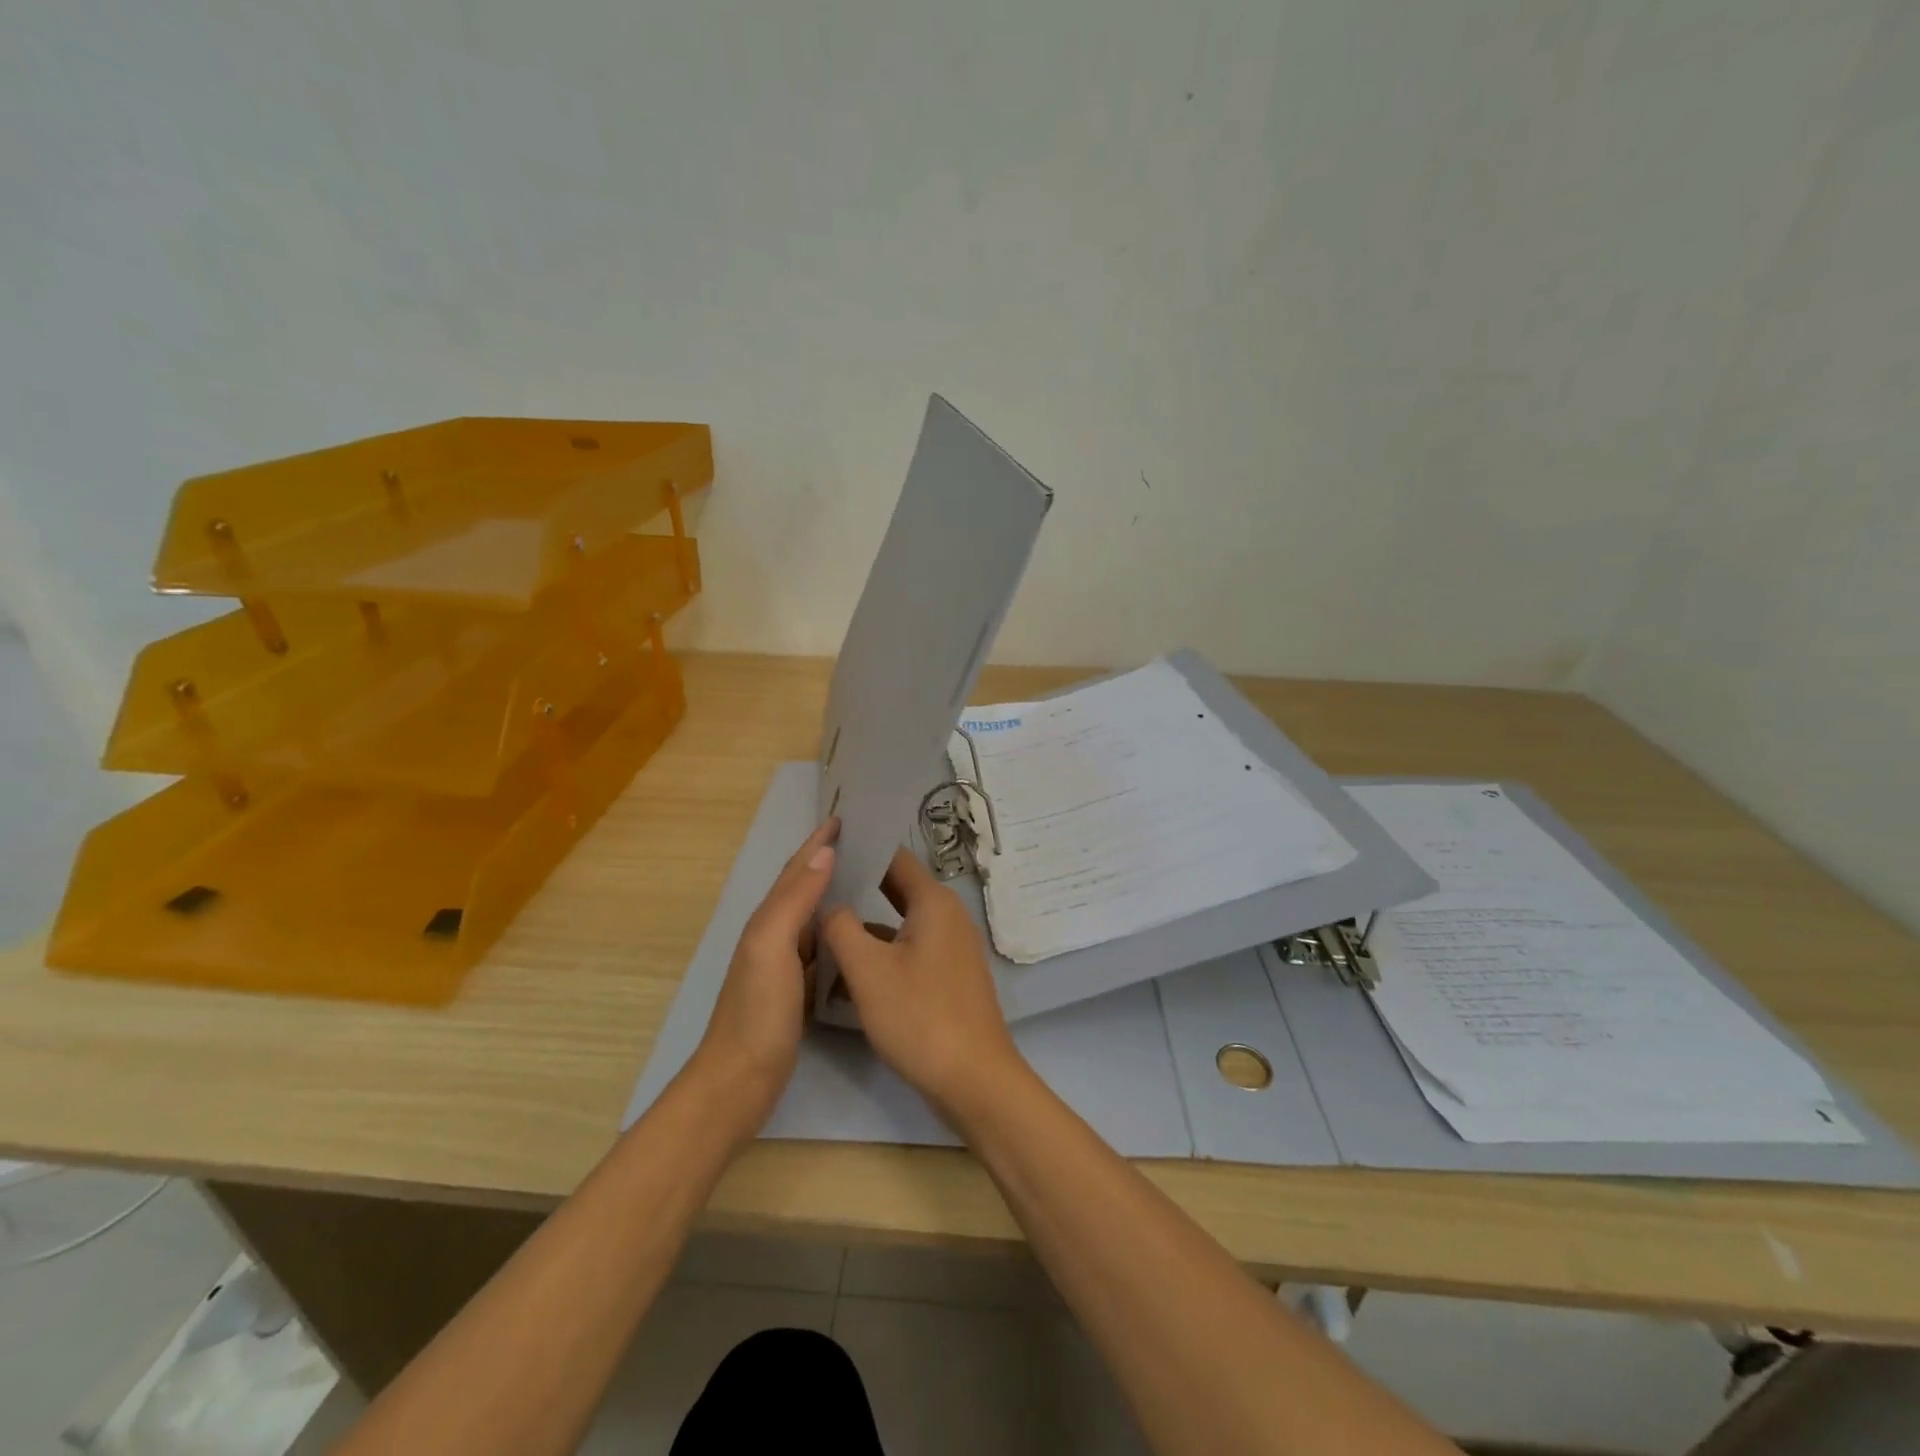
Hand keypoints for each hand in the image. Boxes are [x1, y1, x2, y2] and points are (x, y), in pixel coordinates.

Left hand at [689, 818, 837, 1130]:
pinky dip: (838, 931)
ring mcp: (785, 965)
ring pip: (814, 916)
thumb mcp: (772, 947)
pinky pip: (822, 947)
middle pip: (803, 887)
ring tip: (869, 879)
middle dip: (828, 860)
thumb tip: (824, 853)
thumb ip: (795, 900)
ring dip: (835, 893)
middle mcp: (774, 935)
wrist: (739, 1082)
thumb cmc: (757, 1012)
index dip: (818, 842)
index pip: (796, 870)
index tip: (845, 817)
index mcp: (768, 920)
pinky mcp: (797, 991)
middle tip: (865, 842)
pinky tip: (858, 934)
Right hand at [821, 847, 1026, 1119]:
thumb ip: (841, 928)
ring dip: (869, 921)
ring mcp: (953, 946)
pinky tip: (853, 965)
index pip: (895, 857)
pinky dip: (885, 948)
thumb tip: (830, 904)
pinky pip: (912, 947)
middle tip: (818, 884)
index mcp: (934, 902)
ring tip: (826, 920)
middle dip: (861, 884)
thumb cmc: (919, 1016)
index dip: (862, 849)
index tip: (827, 847)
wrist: (974, 1079)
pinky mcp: (950, 975)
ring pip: (903, 920)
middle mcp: (948, 915)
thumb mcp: (868, 971)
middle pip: (898, 887)